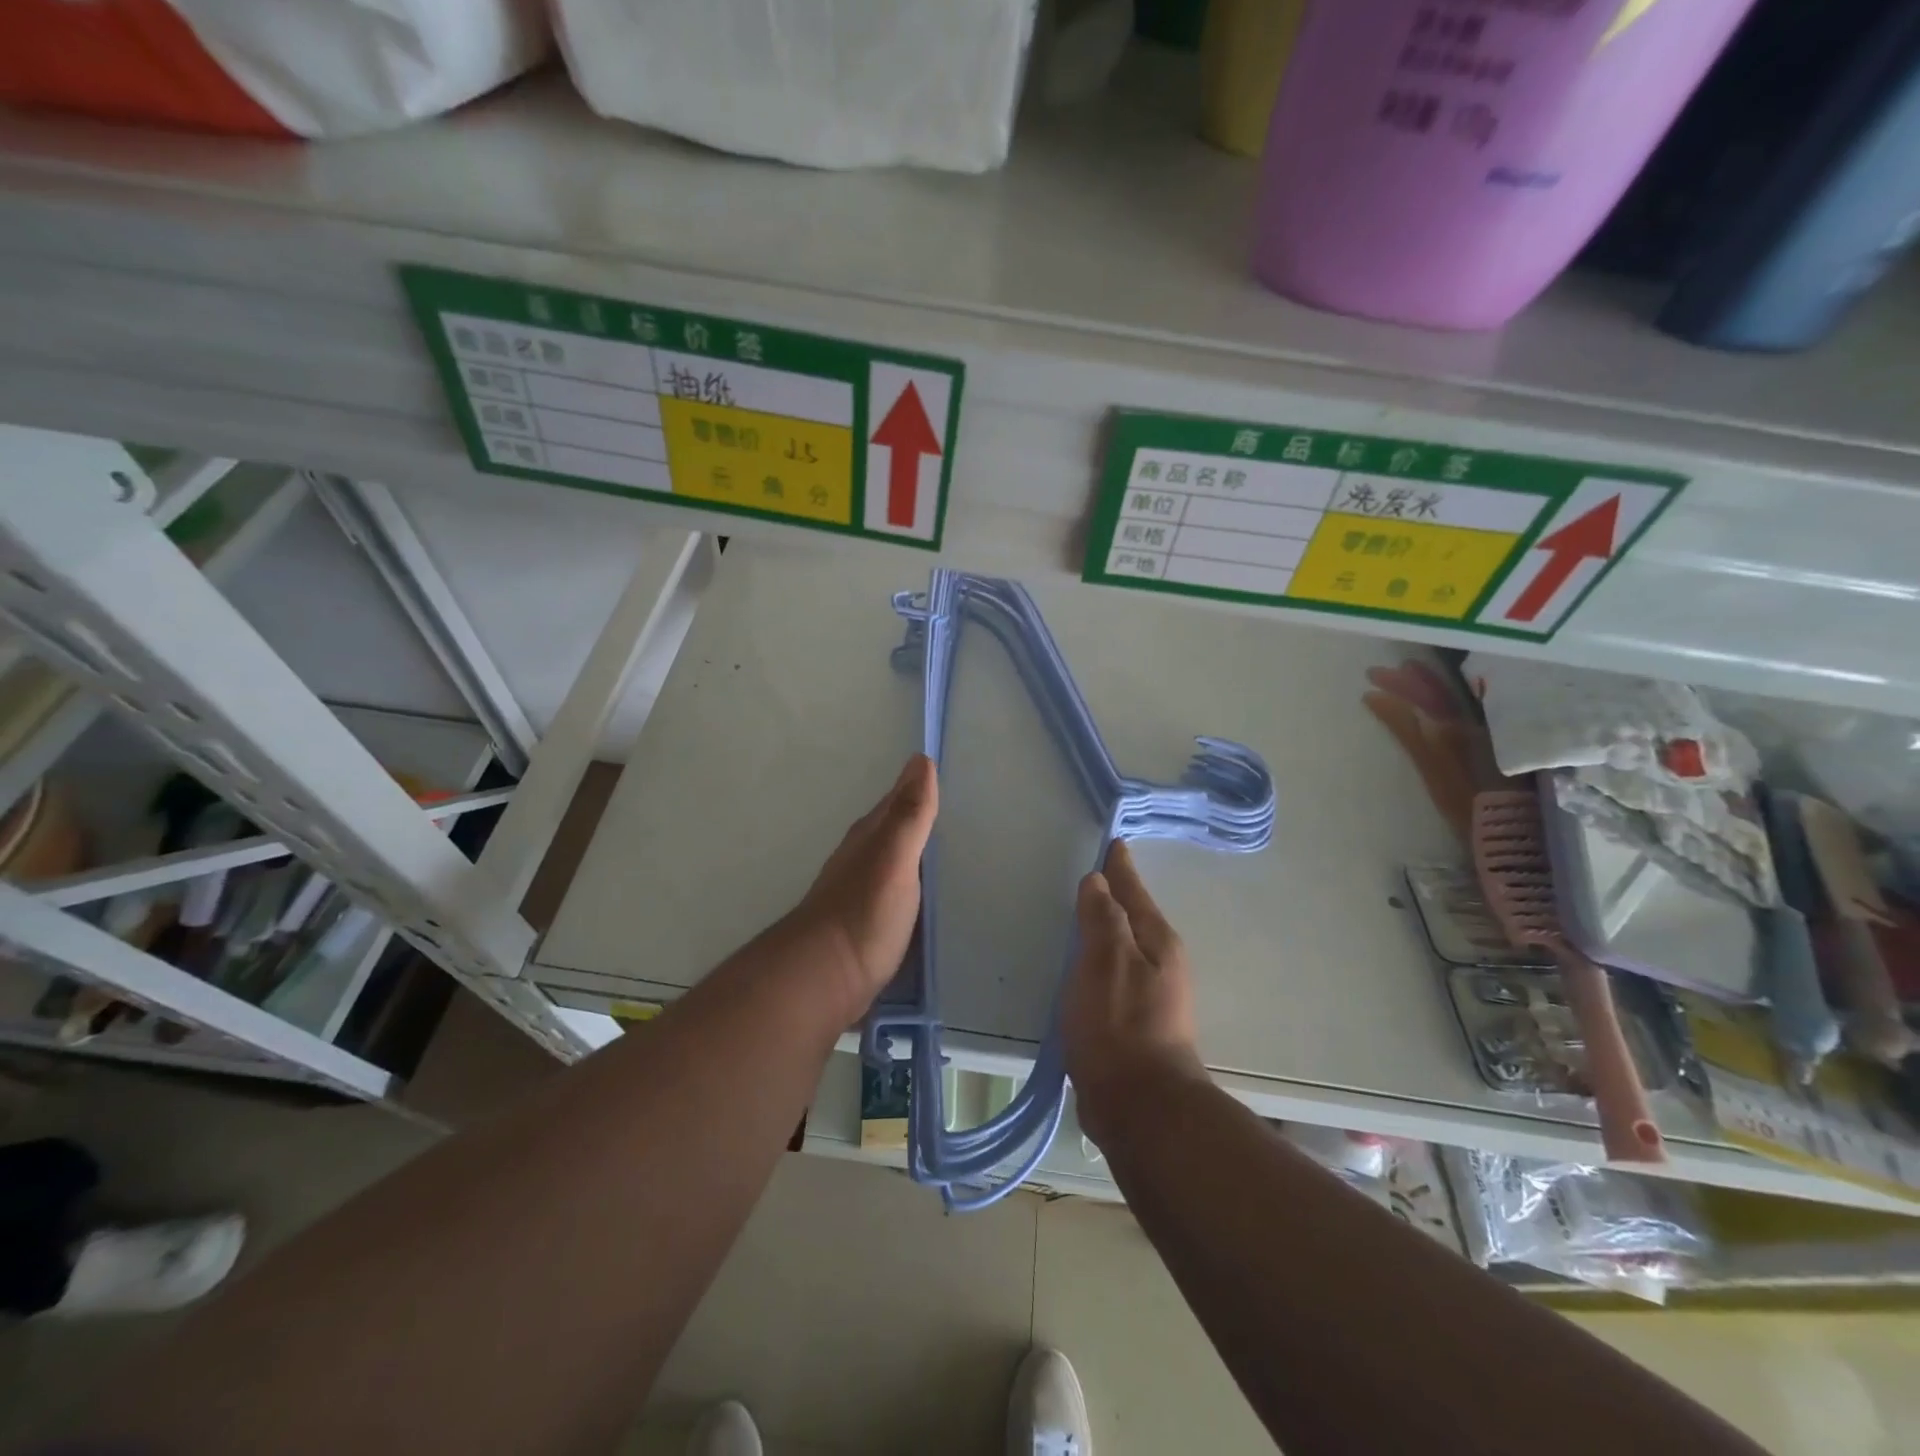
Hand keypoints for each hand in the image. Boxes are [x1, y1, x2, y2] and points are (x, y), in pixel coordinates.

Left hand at [785, 754, 937, 1021]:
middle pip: (895, 830)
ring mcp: (862, 892)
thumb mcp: (893, 858)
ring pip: (895, 861)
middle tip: (959, 812)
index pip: (898, 801)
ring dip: (917, 853)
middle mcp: (863, 858)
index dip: (919, 788)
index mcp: (870, 837)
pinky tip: (928, 896)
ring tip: (950, 852)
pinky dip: (914, 885)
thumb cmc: (863, 913)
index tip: (947, 774)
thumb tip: (921, 759)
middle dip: (920, 819)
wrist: (823, 979)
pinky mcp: (867, 923)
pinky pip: (898, 891)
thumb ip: (909, 814)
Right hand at [1063, 841, 1205, 1143]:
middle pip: (1133, 916)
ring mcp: (1151, 994)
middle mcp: (1161, 962)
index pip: (1133, 890)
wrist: (1140, 1108)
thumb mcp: (1105, 961)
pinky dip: (1099, 960)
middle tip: (1094, 874)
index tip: (1113, 842)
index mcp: (1157, 941)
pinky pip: (1114, 974)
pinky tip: (1083, 967)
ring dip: (1107, 928)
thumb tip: (1099, 881)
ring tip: (1084, 915)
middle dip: (1116, 894)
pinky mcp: (1136, 1022)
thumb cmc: (1120, 1025)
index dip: (1119, 866)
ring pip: (1124, 946)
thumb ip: (1101, 918)